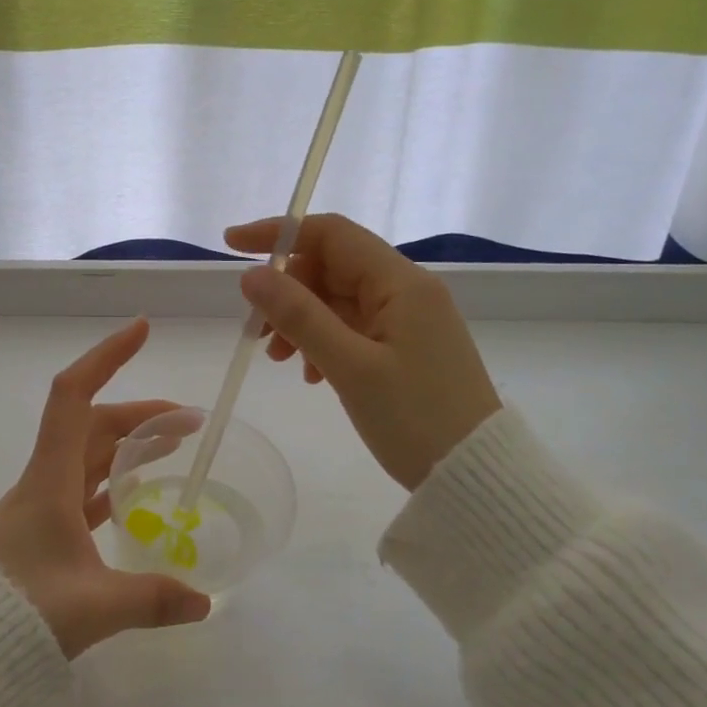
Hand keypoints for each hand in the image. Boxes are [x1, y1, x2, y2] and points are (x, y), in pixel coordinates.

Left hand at [0, 319, 212, 657]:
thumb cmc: (16, 615)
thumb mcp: (94, 608)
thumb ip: (153, 600)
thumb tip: (205, 603)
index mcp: (50, 481)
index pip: (75, 397)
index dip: (108, 356)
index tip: (143, 329)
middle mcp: (43, 485)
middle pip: (93, 427)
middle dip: (141, 416)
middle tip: (189, 424)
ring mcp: (39, 511)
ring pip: (88, 459)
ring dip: (128, 447)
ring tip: (172, 450)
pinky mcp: (39, 538)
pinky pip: (81, 494)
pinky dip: (111, 485)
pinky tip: (132, 498)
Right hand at [223, 215, 501, 490]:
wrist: (474, 473)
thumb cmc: (414, 418)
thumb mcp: (349, 367)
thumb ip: (299, 316)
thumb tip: (252, 275)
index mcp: (401, 283)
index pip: (332, 234)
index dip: (279, 233)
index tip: (233, 246)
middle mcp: (407, 291)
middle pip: (332, 268)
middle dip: (288, 292)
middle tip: (258, 334)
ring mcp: (409, 320)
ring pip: (339, 301)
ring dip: (302, 322)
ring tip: (280, 361)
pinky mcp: (406, 347)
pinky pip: (353, 328)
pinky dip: (324, 342)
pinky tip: (312, 375)